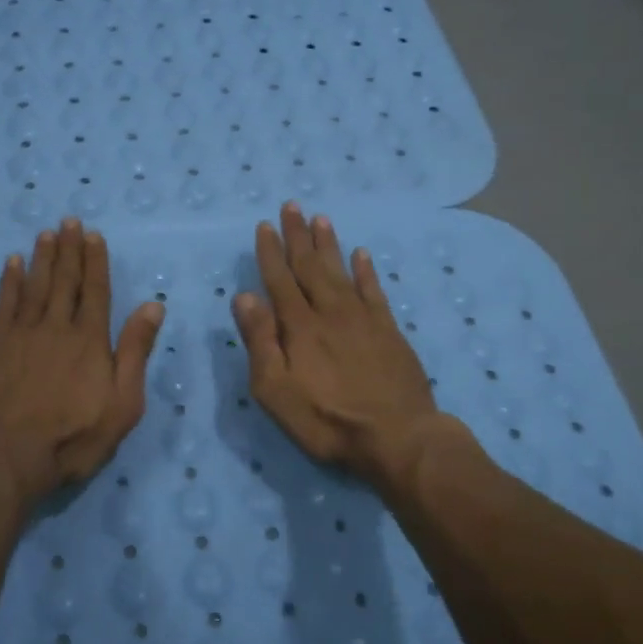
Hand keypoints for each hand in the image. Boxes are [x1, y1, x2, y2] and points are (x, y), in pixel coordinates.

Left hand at [0, 219, 164, 504]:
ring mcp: (22, 333)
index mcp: (90, 340)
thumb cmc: (73, 436)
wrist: (7, 454)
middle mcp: (57, 327)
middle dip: (69, 250)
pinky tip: (12, 263)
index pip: (96, 291)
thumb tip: (153, 306)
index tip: (93, 235)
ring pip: (36, 285)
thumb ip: (135, 352)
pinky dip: (9, 281)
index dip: (95, 262)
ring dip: (43, 257)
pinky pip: (4, 303)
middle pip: (65, 281)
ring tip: (47, 233)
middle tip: (69, 221)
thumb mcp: (122, 403)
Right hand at [232, 202, 447, 493]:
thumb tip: (244, 296)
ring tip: (321, 218)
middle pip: (310, 266)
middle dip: (298, 236)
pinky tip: (361, 254)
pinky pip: (374, 291)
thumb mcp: (276, 390)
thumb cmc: (327, 420)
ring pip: (341, 271)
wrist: (398, 438)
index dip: (270, 252)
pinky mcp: (389, 331)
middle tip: (292, 205)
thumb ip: (260, 341)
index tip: (265, 225)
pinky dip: (365, 271)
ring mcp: (363, 319)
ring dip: (329, 244)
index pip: (280, 279)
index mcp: (299, 326)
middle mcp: (330, 312)